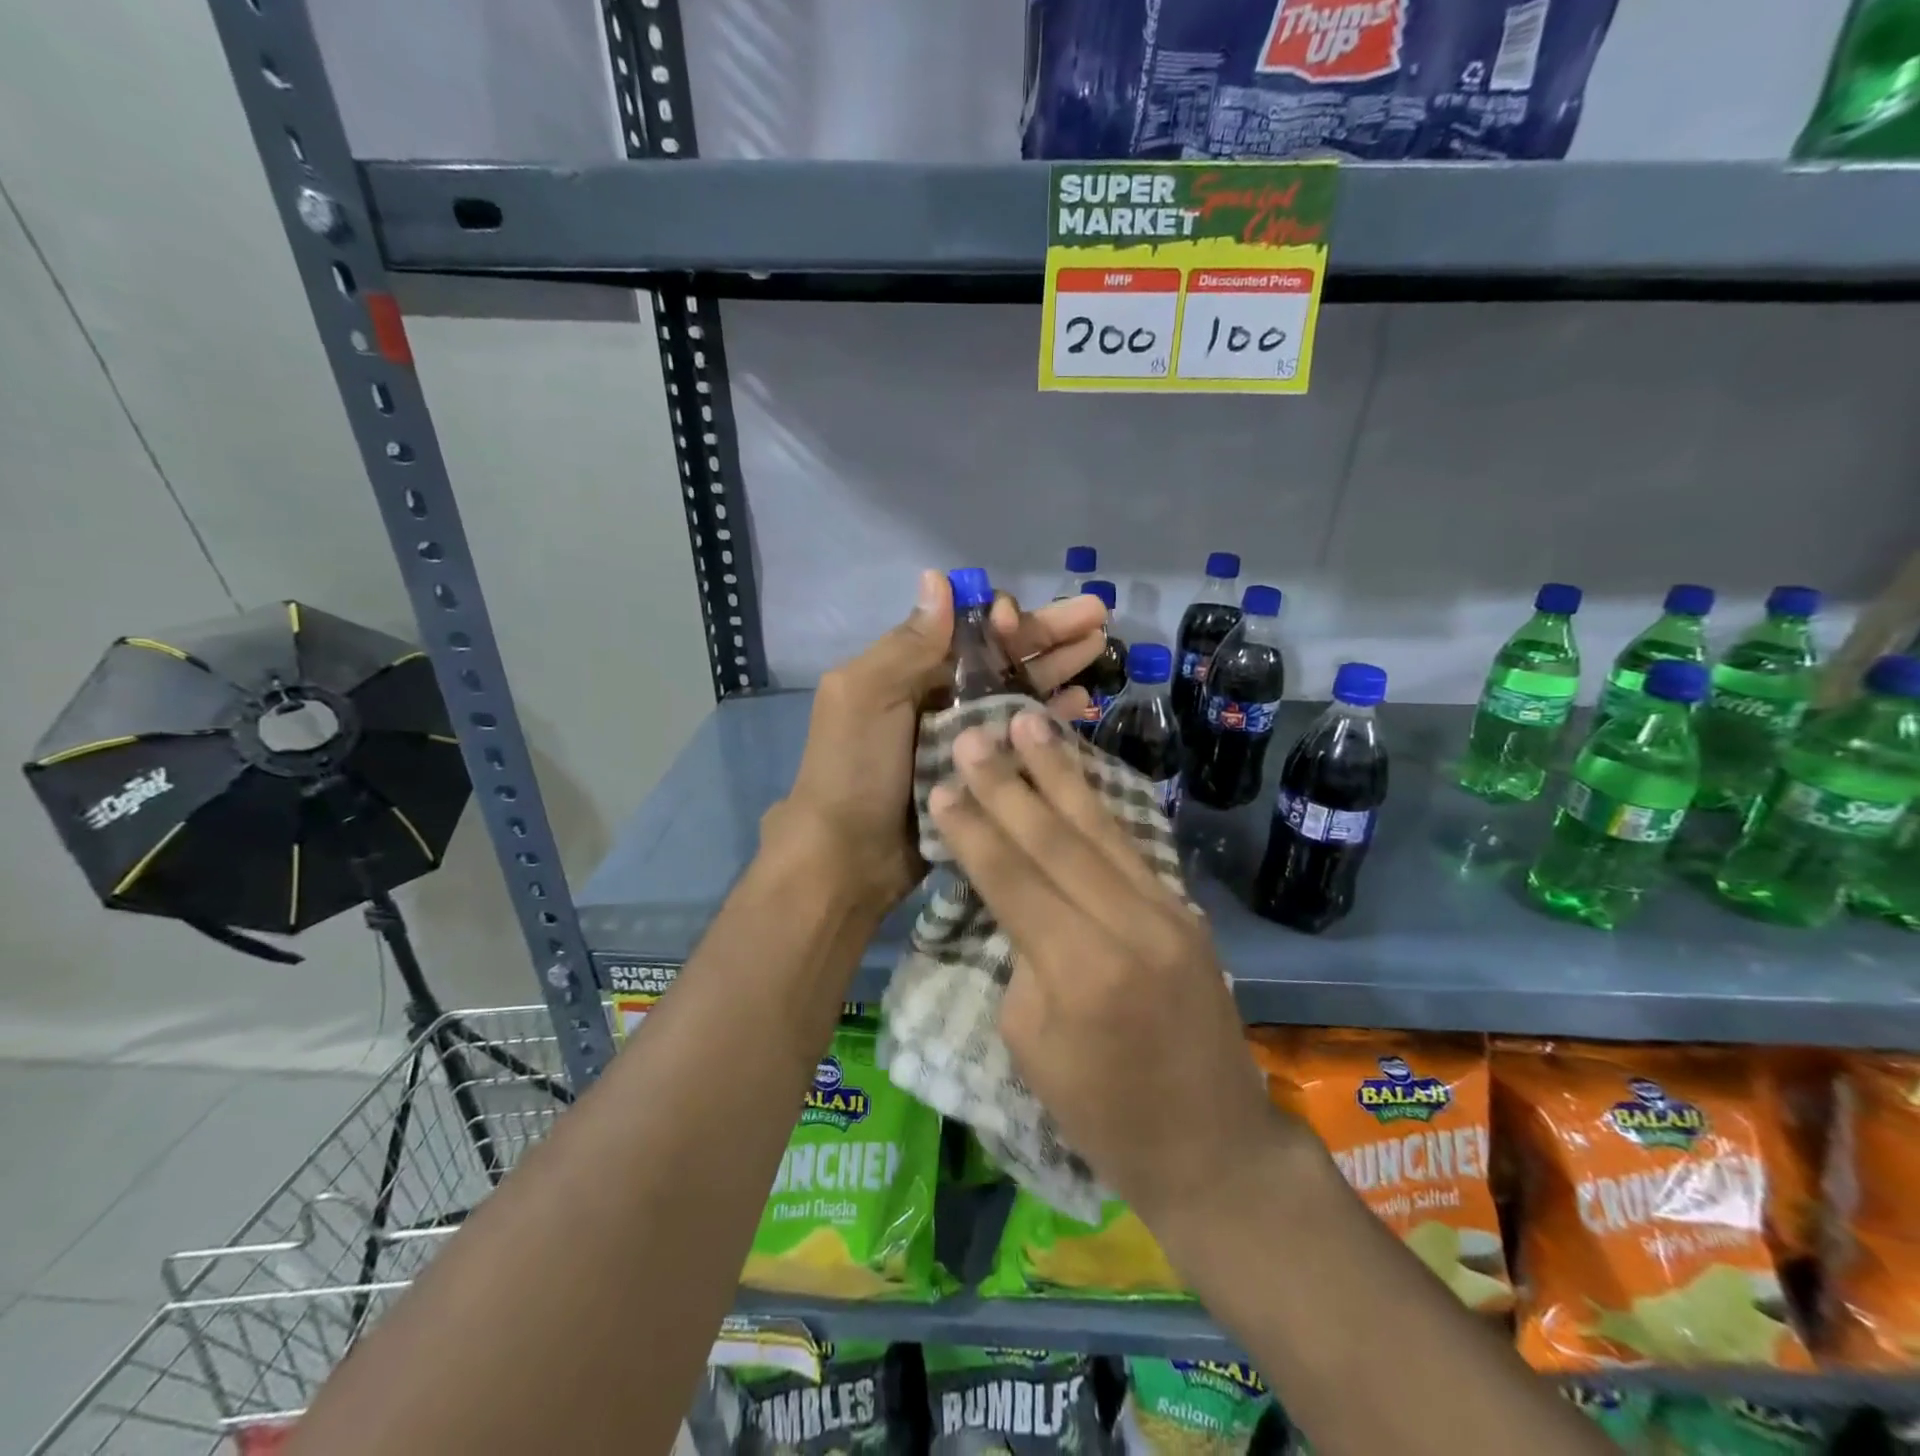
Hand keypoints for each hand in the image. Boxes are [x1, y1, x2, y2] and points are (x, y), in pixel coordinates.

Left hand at [768, 571, 1109, 921]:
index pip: (968, 629)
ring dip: (1058, 667)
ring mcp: (967, 736)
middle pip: (1004, 656)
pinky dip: (1051, 717)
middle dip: (1048, 632)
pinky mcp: (986, 772)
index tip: (1017, 622)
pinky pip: (1024, 736)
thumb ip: (908, 644)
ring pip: (1021, 691)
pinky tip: (1082, 702)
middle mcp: (943, 696)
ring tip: (1100, 648)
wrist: (848, 857)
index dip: (1000, 619)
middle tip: (1097, 615)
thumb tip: (938, 578)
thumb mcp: (865, 696)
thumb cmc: (853, 769)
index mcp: (912, 670)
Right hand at [927, 709, 1289, 1227]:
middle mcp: (1130, 926)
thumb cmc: (1103, 1114)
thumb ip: (1021, 958)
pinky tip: (1076, 771)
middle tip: (976, 732)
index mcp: (1080, 971)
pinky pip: (1130, 845)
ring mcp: (1168, 912)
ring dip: (1059, 772)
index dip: (974, 829)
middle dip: (1008, 782)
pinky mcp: (1186, 910)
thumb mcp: (1031, 1045)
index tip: (943, 782)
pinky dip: (1098, 803)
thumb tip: (1019, 900)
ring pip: (1100, 827)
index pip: (1014, 879)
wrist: (1212, 1146)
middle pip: (1056, 839)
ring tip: (1030, 722)